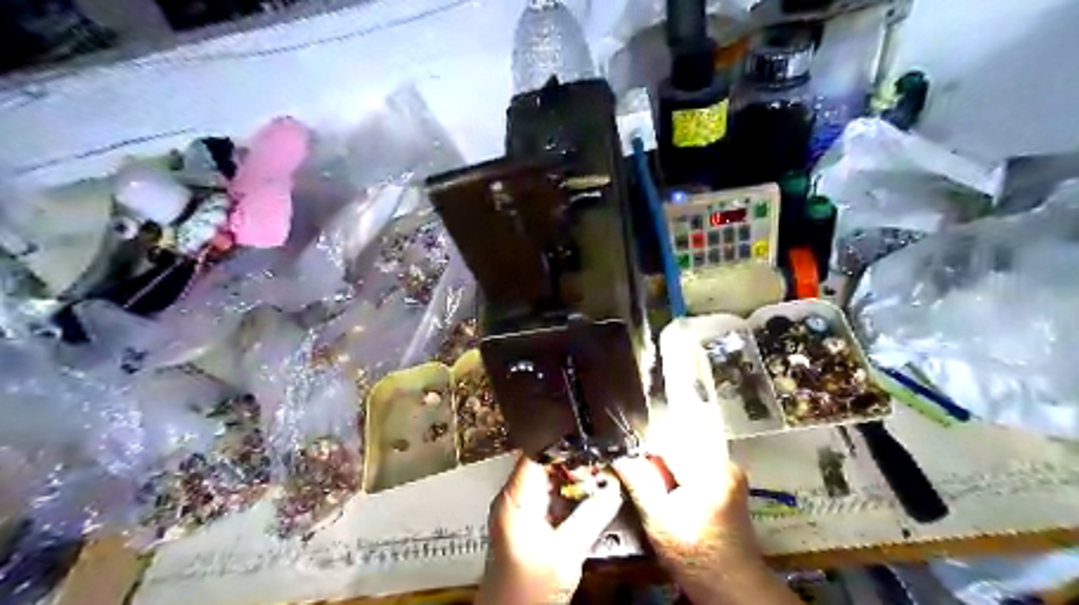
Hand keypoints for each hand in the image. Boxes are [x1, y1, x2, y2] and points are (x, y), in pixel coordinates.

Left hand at [475, 456, 620, 601]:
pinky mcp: (529, 523)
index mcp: (515, 497)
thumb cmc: (526, 590)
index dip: (563, 443)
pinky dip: (570, 495)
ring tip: (601, 477)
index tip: (590, 440)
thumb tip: (613, 489)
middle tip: (602, 462)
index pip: (537, 452)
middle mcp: (514, 497)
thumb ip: (590, 517)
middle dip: (575, 462)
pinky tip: (589, 499)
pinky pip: (551, 497)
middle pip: (545, 464)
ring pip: (550, 480)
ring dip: (575, 478)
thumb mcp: (565, 553)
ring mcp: (521, 510)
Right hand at [611, 408, 795, 600]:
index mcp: (708, 473)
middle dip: (655, 458)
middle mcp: (724, 462)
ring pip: (684, 451)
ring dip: (667, 464)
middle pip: (676, 444)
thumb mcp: (658, 522)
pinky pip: (695, 461)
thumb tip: (619, 455)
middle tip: (642, 481)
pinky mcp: (730, 476)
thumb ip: (639, 483)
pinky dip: (680, 471)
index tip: (626, 463)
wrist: (733, 584)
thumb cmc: (694, 558)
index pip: (665, 443)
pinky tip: (675, 492)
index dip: (641, 451)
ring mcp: (730, 468)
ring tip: (658, 489)